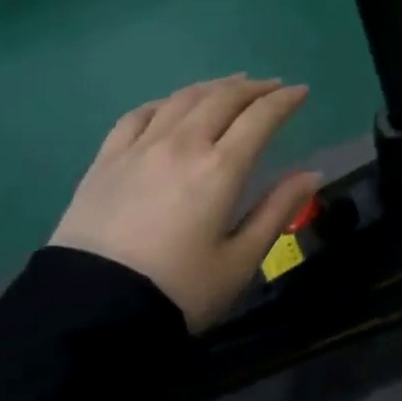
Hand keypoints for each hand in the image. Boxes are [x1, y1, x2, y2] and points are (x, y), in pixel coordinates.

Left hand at [49, 76, 320, 331]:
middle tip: (272, 87)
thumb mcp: (239, 262)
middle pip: (222, 98)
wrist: (89, 314)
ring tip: (230, 86)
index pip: (260, 117)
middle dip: (253, 88)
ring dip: (213, 87)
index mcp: (220, 169)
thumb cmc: (177, 292)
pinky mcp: (106, 159)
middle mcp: (182, 145)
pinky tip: (171, 105)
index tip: (301, 92)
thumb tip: (312, 174)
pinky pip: (138, 114)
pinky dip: (164, 102)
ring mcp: (140, 148)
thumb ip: (278, 211)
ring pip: (182, 99)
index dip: (284, 100)